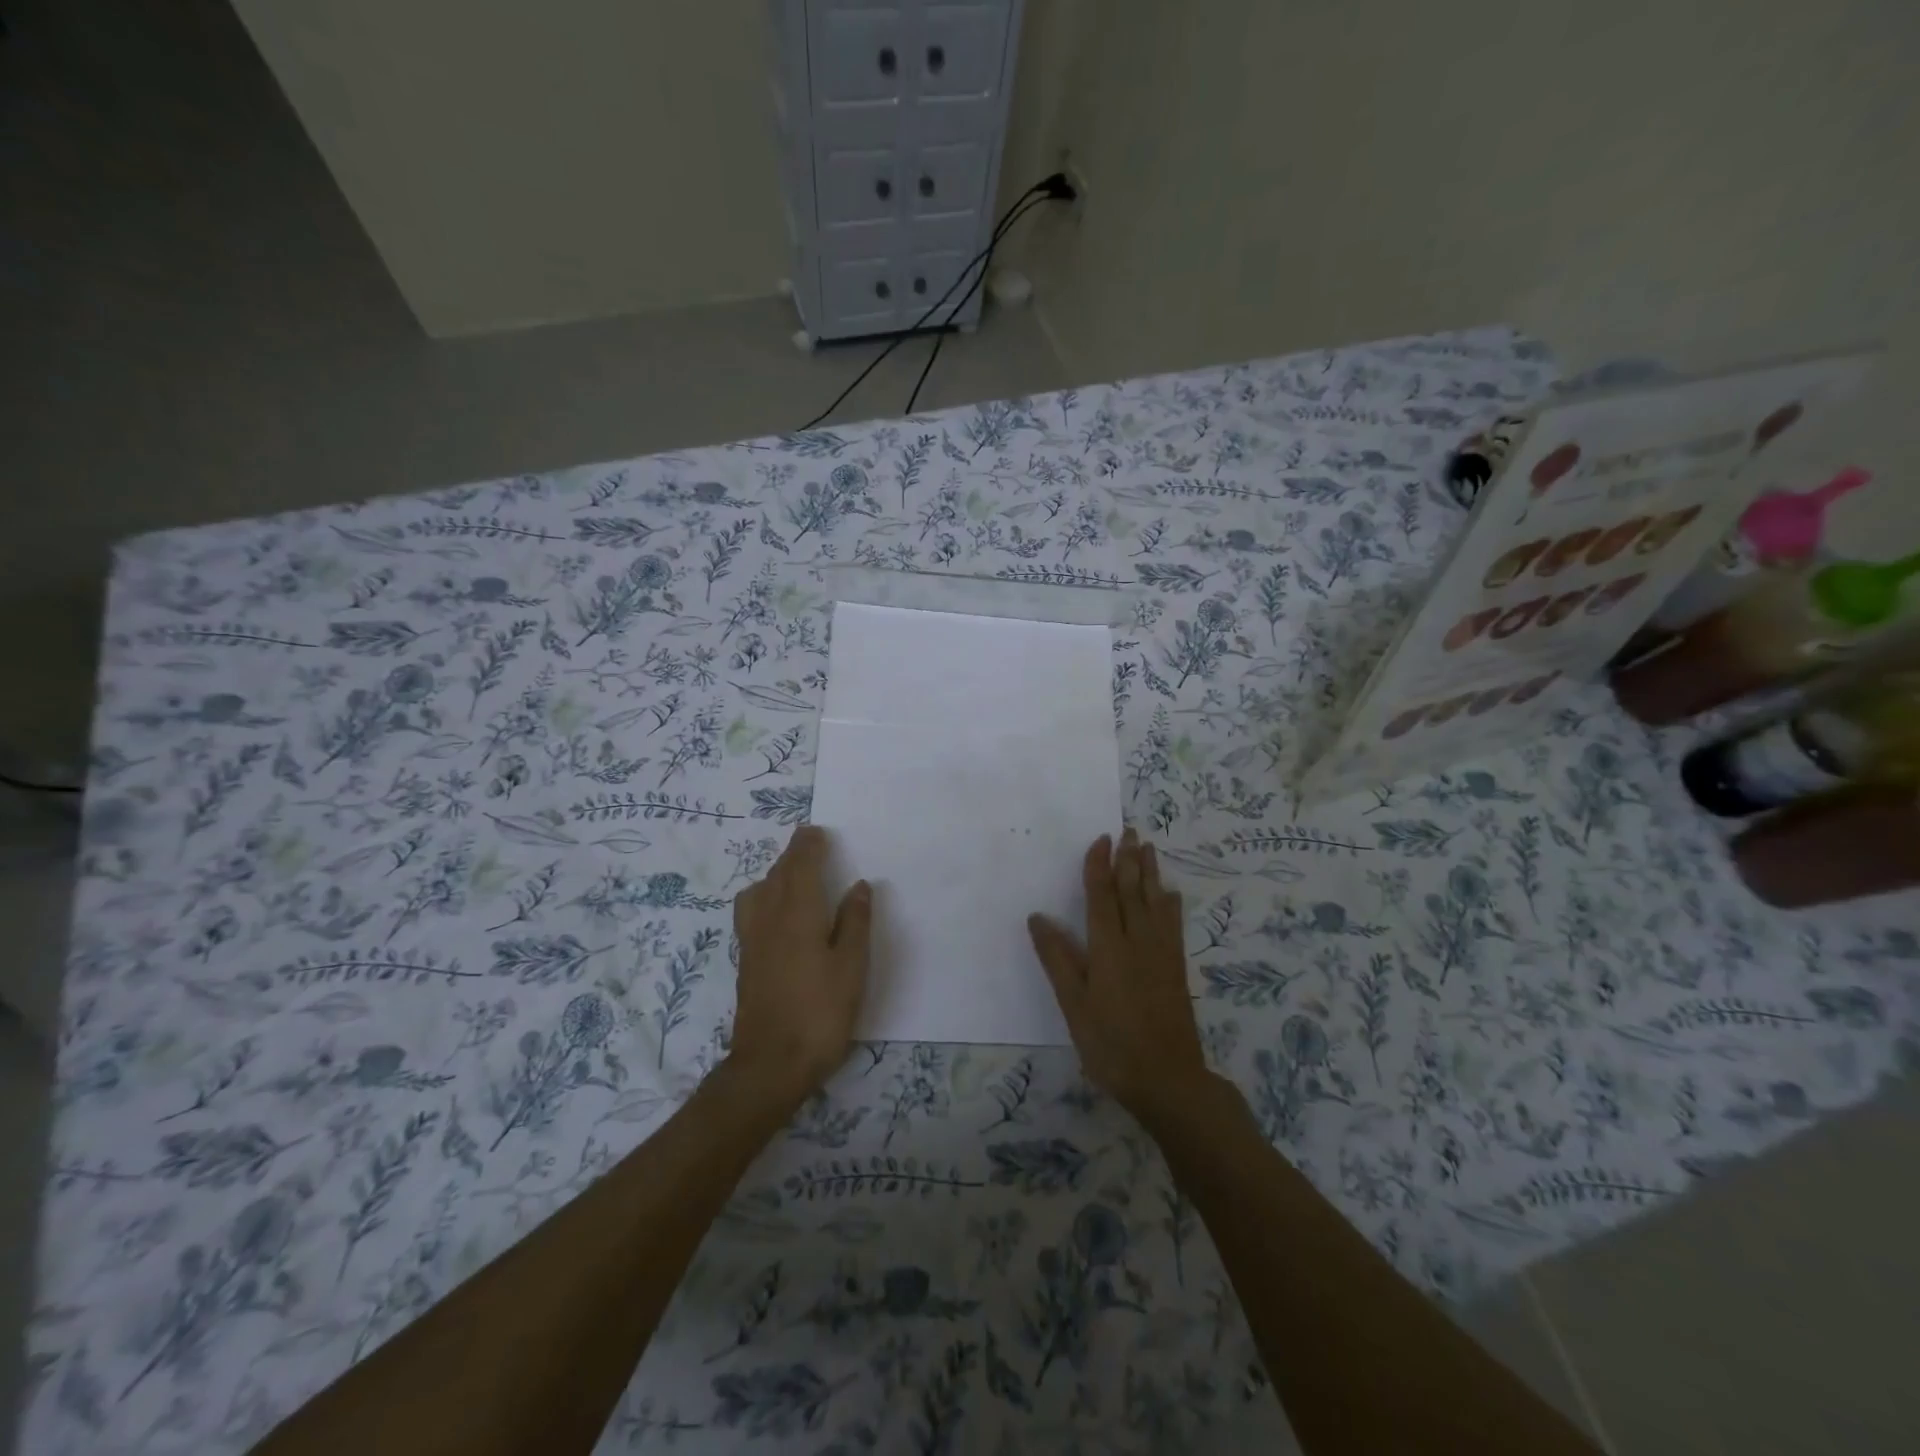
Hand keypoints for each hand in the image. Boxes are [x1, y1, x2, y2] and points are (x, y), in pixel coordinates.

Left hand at [727, 824, 871, 1104]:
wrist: (770, 1064)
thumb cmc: (820, 1013)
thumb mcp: (851, 968)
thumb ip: (855, 922)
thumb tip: (858, 885)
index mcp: (797, 914)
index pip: (800, 867)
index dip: (808, 846)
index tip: (817, 831)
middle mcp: (769, 919)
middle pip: (777, 875)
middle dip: (792, 855)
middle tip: (810, 843)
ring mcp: (752, 941)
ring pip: (759, 891)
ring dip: (775, 874)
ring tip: (794, 874)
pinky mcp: (746, 961)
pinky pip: (752, 910)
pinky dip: (765, 895)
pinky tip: (777, 911)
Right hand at [1028, 828, 1210, 1121]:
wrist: (1168, 1079)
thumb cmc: (1111, 1044)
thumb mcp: (1074, 1005)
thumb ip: (1057, 959)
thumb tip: (1038, 917)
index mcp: (1108, 947)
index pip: (1101, 896)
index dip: (1099, 866)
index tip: (1101, 838)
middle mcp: (1137, 941)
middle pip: (1132, 891)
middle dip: (1129, 860)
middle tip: (1129, 831)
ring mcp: (1161, 954)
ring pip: (1155, 902)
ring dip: (1151, 873)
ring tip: (1148, 848)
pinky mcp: (1176, 968)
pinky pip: (1173, 924)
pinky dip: (1170, 904)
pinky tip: (1171, 894)